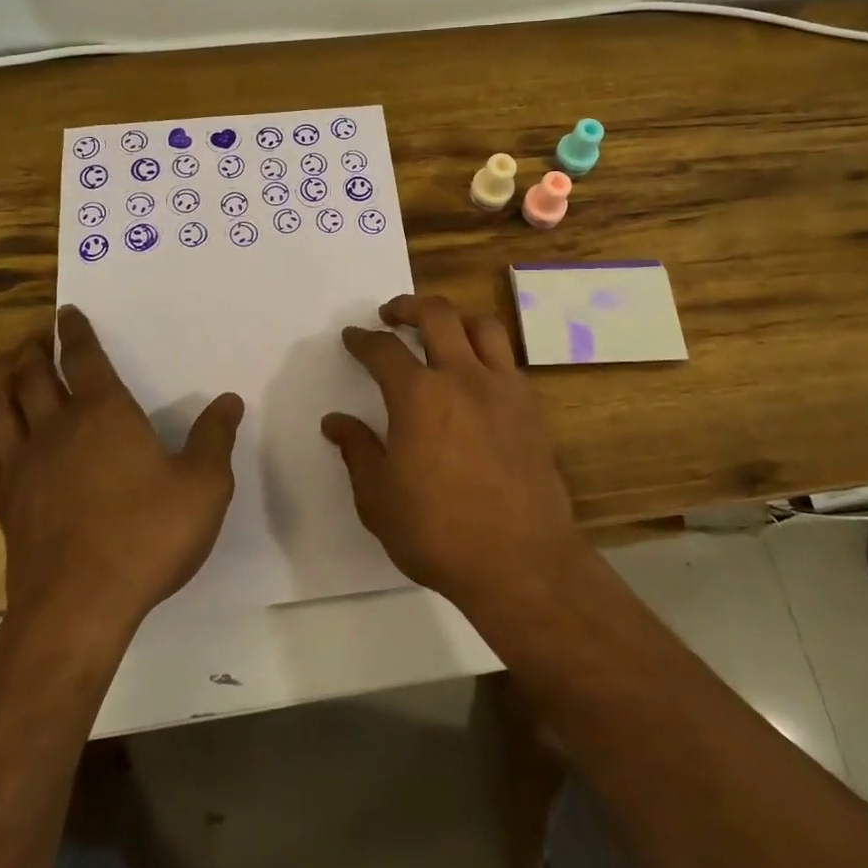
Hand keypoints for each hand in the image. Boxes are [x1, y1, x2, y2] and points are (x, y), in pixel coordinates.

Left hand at [0, 305, 242, 628]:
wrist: (78, 606)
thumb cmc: (147, 535)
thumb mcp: (204, 485)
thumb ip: (215, 438)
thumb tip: (228, 401)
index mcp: (104, 414)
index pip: (84, 358)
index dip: (75, 332)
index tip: (67, 313)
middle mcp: (56, 429)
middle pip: (32, 377)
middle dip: (33, 354)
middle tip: (36, 343)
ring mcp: (23, 468)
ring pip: (1, 414)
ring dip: (6, 390)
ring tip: (12, 383)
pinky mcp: (6, 507)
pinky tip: (3, 454)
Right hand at [322, 294, 584, 605]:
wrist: (520, 561)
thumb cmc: (438, 532)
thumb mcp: (378, 498)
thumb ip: (356, 450)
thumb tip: (335, 421)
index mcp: (418, 395)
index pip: (383, 349)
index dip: (362, 339)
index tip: (353, 337)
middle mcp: (462, 377)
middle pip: (437, 315)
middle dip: (408, 306)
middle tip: (391, 315)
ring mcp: (503, 388)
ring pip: (482, 327)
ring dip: (455, 321)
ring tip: (440, 333)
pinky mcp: (532, 408)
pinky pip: (508, 361)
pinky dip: (486, 355)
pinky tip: (476, 379)